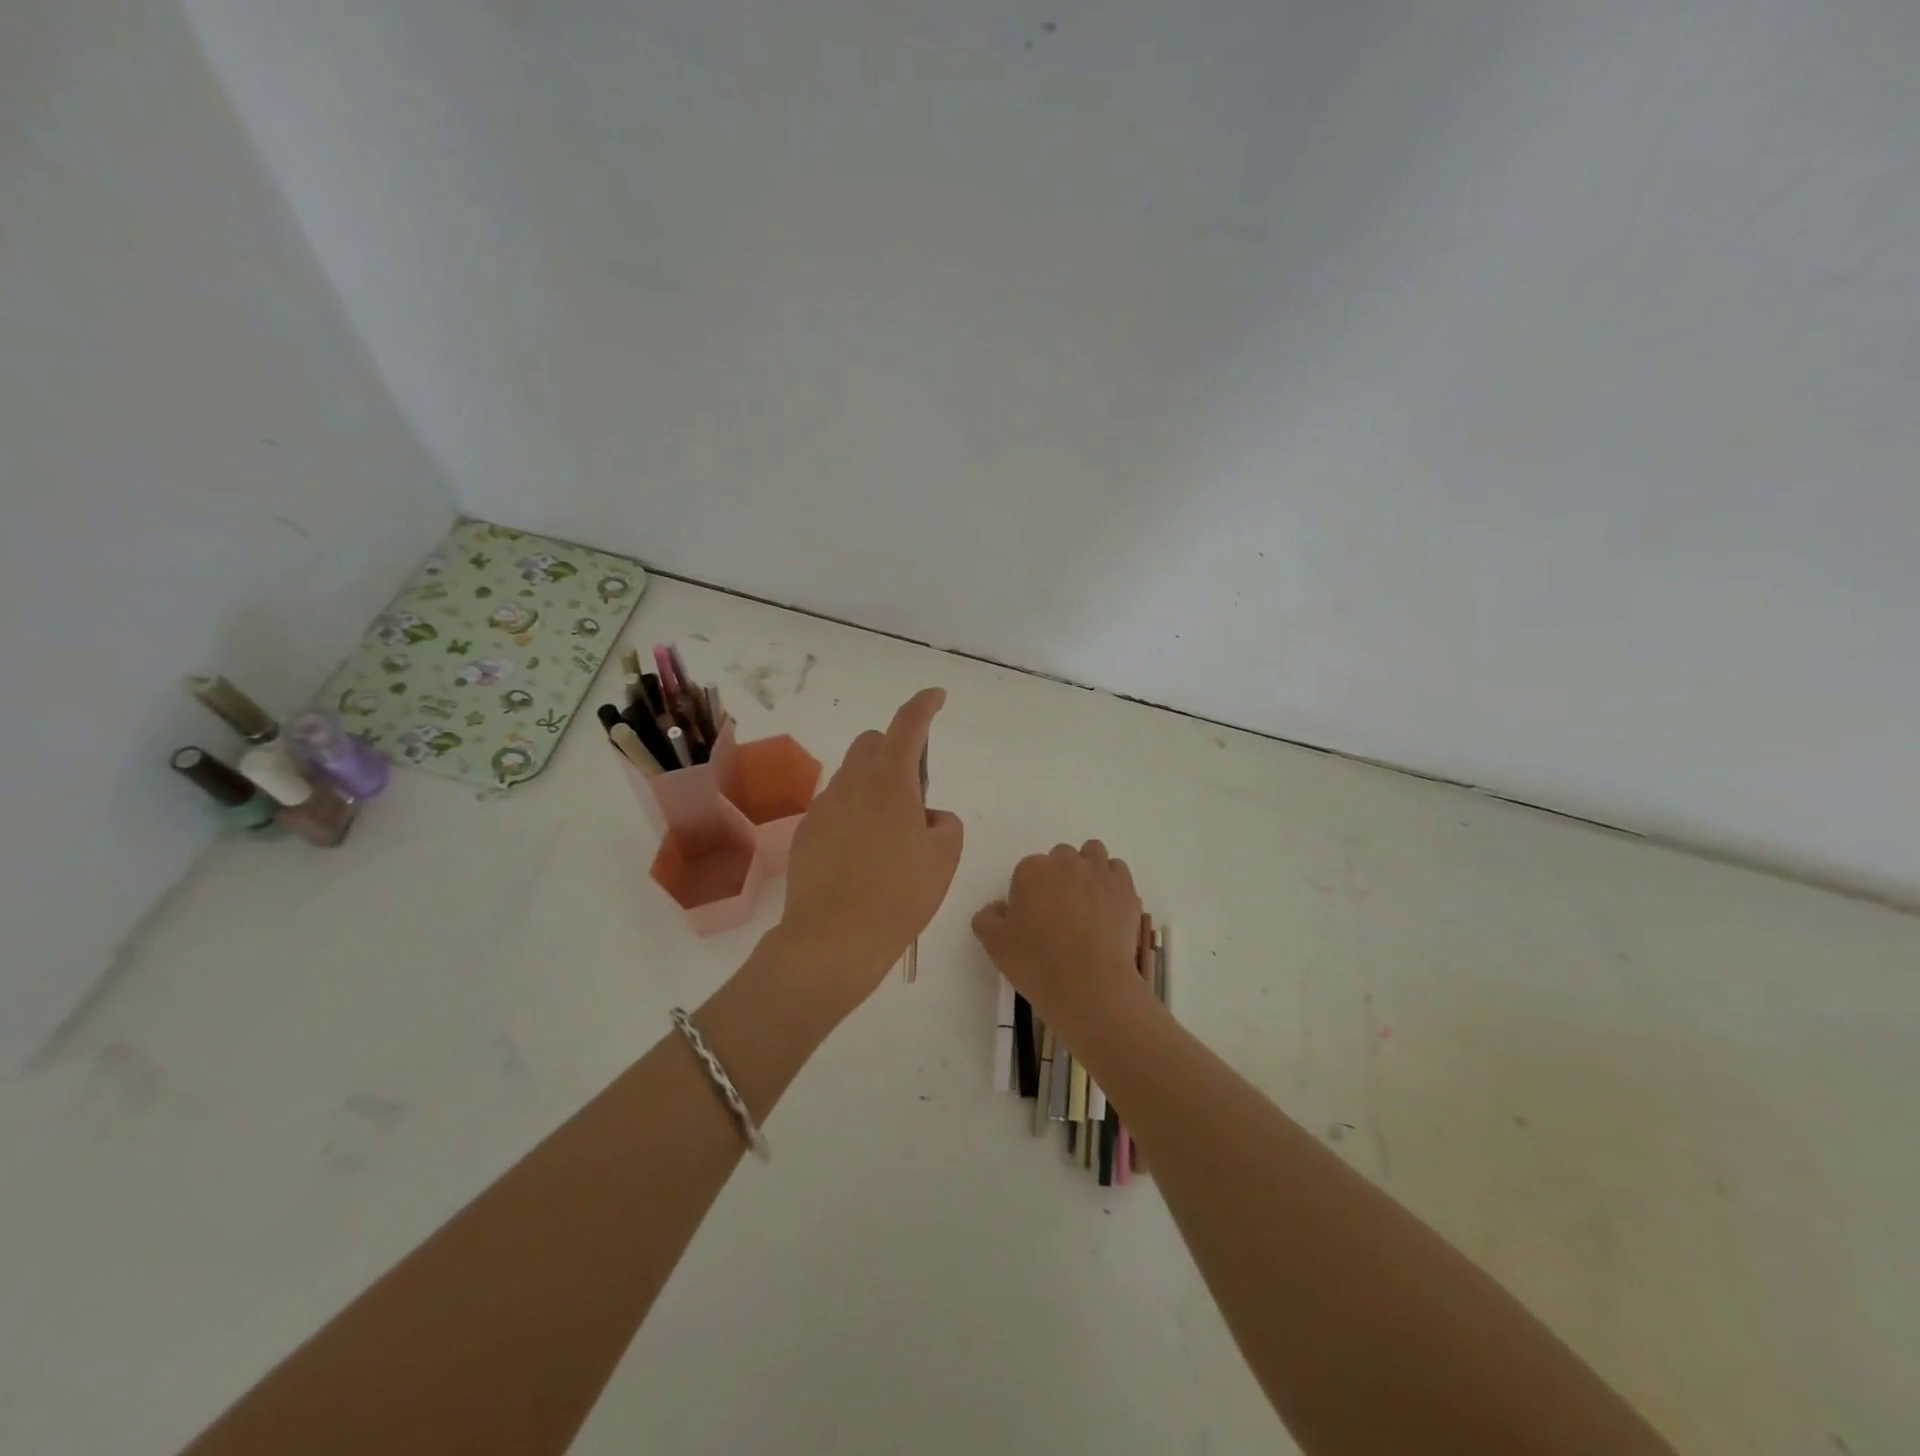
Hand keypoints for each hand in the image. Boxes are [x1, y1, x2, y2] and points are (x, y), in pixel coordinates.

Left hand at [778, 688, 963, 1007]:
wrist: (832, 939)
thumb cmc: (899, 895)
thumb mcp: (944, 858)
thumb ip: (943, 822)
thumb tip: (926, 816)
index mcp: (890, 782)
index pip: (908, 725)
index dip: (924, 705)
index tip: (936, 697)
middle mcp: (852, 784)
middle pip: (872, 743)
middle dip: (895, 750)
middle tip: (914, 790)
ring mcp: (823, 807)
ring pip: (852, 776)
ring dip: (874, 785)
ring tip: (889, 834)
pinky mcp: (806, 832)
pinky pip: (835, 807)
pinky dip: (853, 813)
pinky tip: (862, 854)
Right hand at [971, 840, 1147, 1042]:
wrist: (1088, 983)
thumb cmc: (1036, 962)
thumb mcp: (994, 945)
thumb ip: (987, 918)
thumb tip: (998, 908)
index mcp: (1032, 870)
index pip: (1028, 869)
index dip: (1030, 892)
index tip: (1034, 916)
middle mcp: (1066, 862)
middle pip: (1061, 857)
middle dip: (1059, 876)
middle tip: (1060, 910)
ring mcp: (1099, 872)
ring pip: (1092, 853)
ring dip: (1087, 868)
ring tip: (1087, 900)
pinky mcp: (1125, 888)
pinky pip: (1117, 871)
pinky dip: (1112, 881)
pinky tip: (1108, 905)